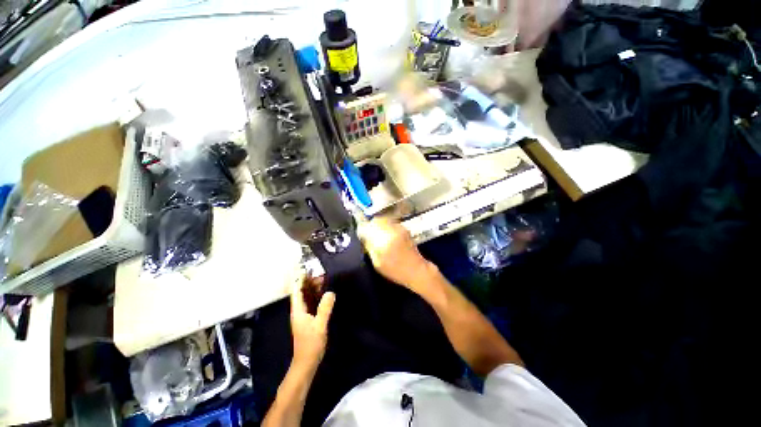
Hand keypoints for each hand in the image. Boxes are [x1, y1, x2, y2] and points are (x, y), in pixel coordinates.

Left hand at [290, 274, 335, 372]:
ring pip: (307, 297)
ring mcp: (303, 315)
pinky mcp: (308, 319)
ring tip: (324, 281)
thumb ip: (325, 308)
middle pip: (302, 292)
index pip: (296, 291)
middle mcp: (298, 311)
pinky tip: (324, 294)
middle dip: (309, 282)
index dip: (300, 280)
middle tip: (322, 275)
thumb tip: (330, 292)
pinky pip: (311, 303)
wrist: (306, 363)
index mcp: (298, 310)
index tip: (307, 269)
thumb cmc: (311, 344)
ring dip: (313, 289)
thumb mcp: (320, 325)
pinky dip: (316, 296)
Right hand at [358, 218, 437, 295]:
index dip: (362, 230)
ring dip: (378, 224)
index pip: (366, 228)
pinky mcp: (403, 228)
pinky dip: (386, 225)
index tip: (361, 235)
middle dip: (370, 225)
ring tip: (377, 234)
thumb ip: (369, 247)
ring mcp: (398, 228)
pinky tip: (386, 234)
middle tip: (368, 233)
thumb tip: (364, 236)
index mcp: (382, 241)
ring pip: (383, 219)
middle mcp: (390, 231)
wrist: (416, 270)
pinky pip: (390, 222)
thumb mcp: (377, 263)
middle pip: (375, 220)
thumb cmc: (395, 271)